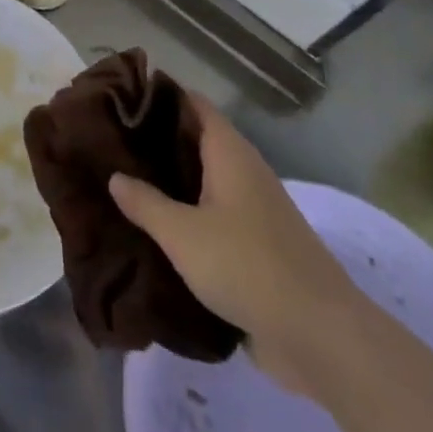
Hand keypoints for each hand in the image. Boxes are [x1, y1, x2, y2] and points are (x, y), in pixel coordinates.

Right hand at [109, 93, 357, 392]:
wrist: (320, 336)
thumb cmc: (247, 266)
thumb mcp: (183, 234)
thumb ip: (146, 202)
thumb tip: (115, 176)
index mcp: (229, 151)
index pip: (192, 103)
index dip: (158, 95)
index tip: (121, 98)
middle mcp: (244, 170)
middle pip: (196, 140)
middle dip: (157, 141)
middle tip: (112, 143)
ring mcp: (255, 208)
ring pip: (205, 180)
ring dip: (172, 181)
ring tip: (127, 183)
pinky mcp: (259, 245)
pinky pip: (215, 215)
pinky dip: (189, 214)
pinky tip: (159, 229)